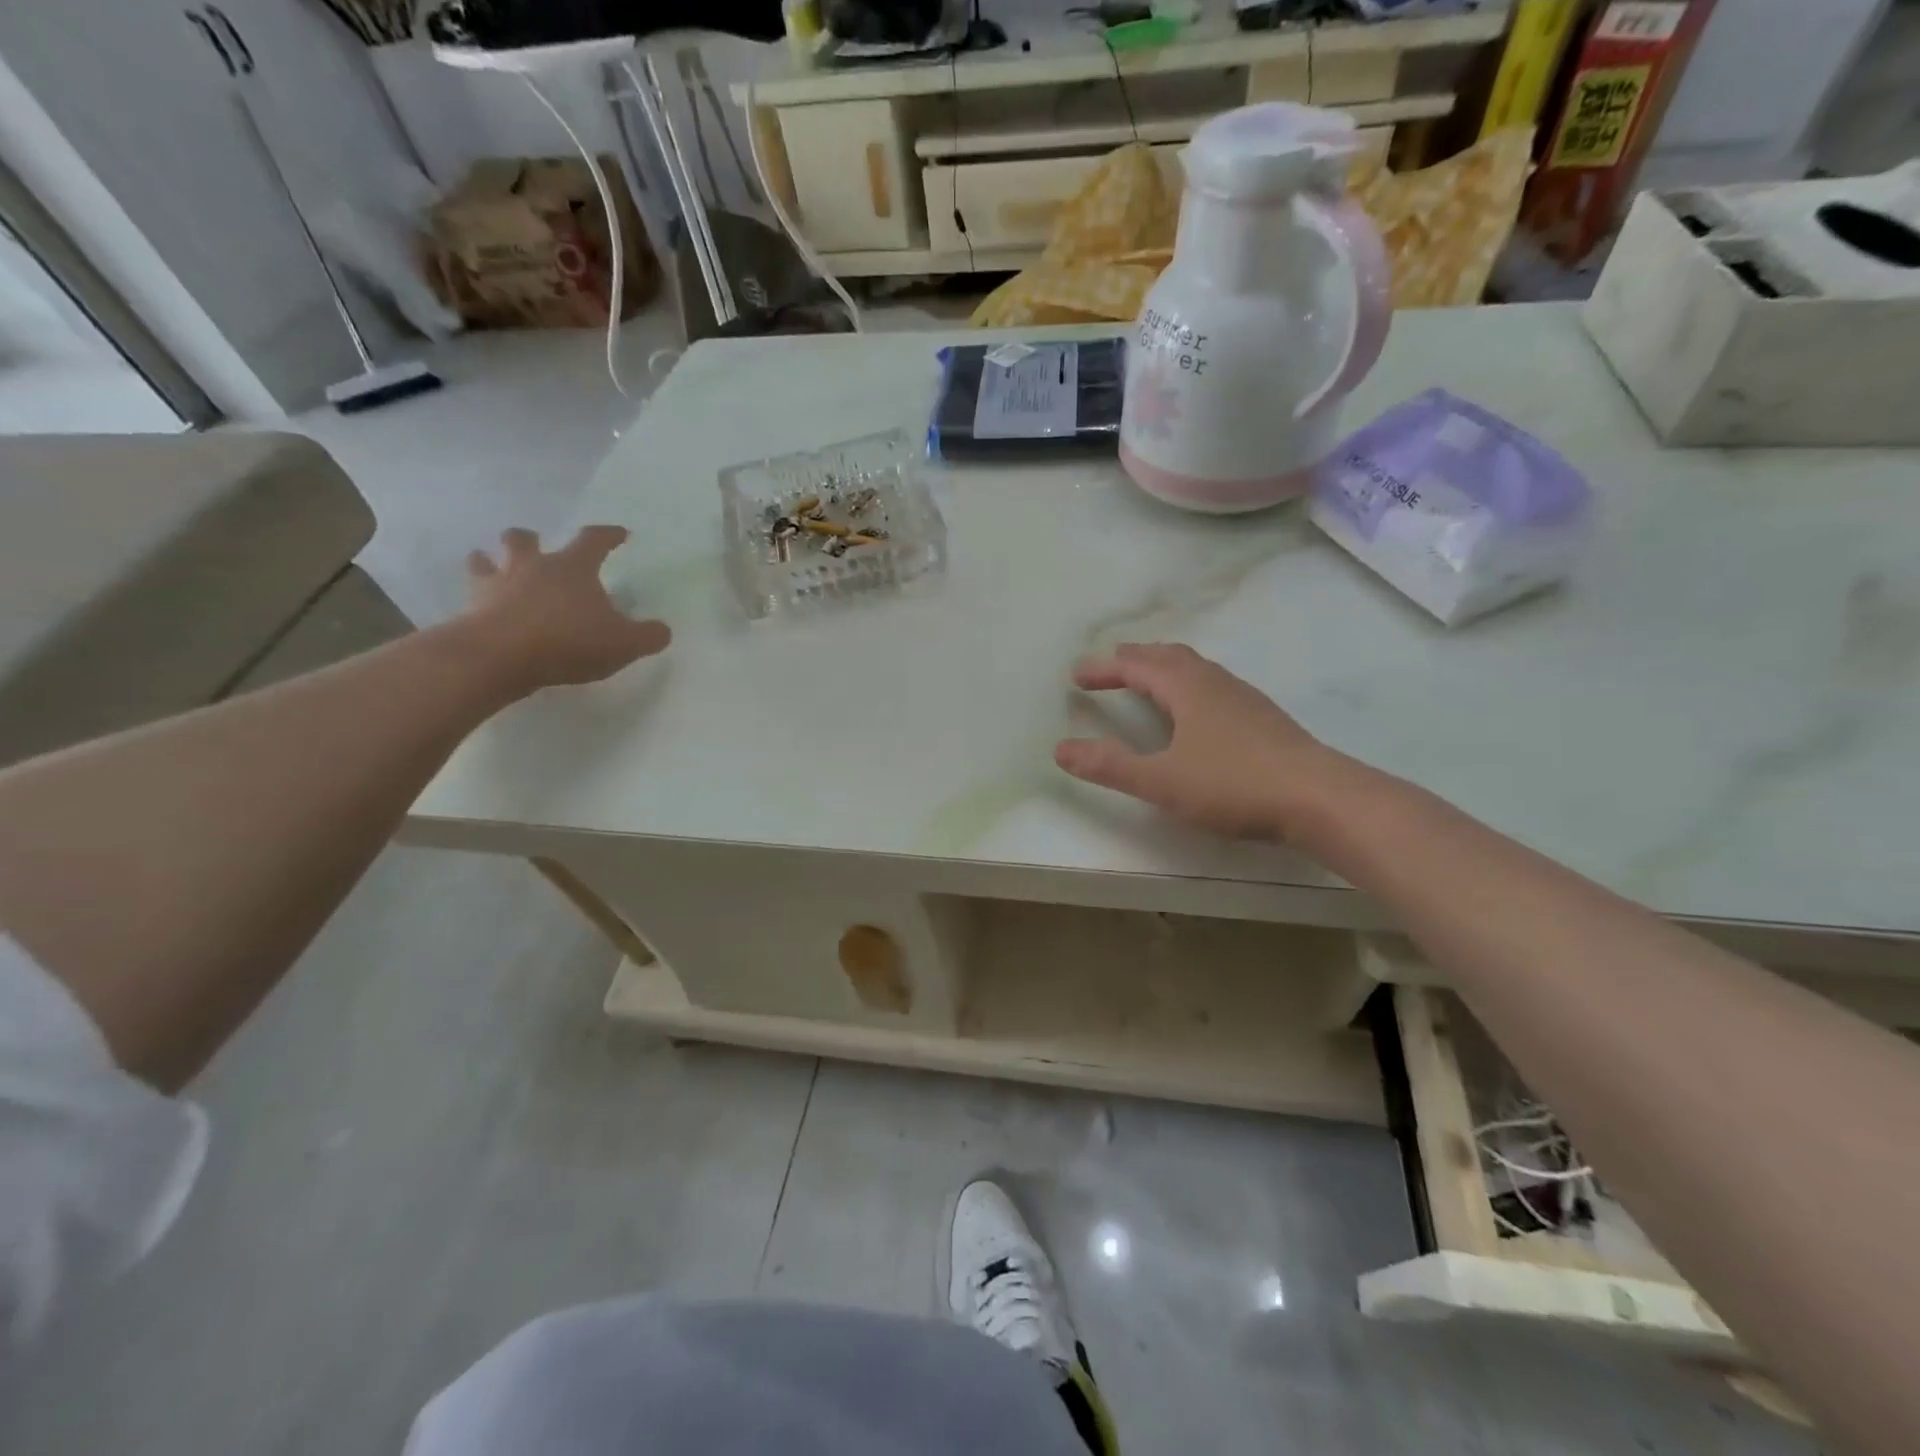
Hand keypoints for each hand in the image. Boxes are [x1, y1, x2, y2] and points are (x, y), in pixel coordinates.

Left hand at [462, 525, 670, 693]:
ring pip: (484, 560)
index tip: (619, 534)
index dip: (609, 535)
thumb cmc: (569, 641)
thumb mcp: (624, 643)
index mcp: (573, 568)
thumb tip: (662, 631)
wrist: (500, 657)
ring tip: (494, 568)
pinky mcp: (470, 610)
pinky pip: (470, 597)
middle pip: (524, 539)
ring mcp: (496, 586)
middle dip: (530, 539)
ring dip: (490, 560)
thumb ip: (648, 636)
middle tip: (535, 545)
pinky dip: (476, 599)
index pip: (594, 540)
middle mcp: (532, 567)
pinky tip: (481, 610)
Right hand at [1055, 642, 1339, 840]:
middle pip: (1168, 656)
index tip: (1076, 674)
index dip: (1104, 669)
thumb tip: (1060, 749)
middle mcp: (1214, 682)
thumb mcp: (1162, 780)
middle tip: (1111, 665)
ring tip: (1149, 680)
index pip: (1136, 666)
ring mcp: (1243, 697)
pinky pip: (1214, 685)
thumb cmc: (1233, 785)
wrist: (1319, 798)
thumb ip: (1110, 765)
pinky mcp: (1263, 717)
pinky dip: (1189, 684)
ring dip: (1164, 667)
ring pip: (1196, 668)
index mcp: (1186, 689)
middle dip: (1135, 658)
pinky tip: (1197, 712)